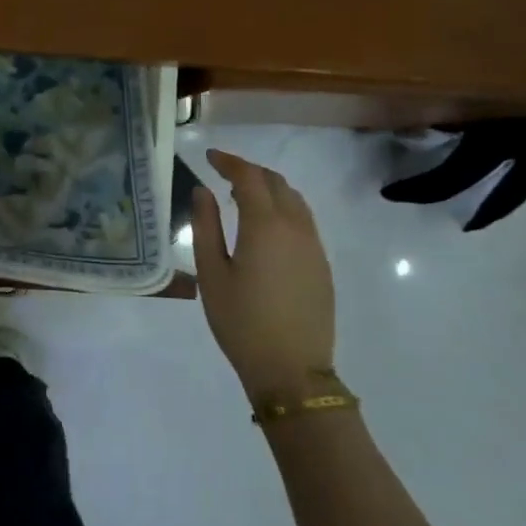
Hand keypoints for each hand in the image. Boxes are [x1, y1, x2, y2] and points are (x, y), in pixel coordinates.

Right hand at [191, 149, 335, 399]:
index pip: (249, 178)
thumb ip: (206, 227)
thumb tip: (203, 192)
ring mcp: (313, 246)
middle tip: (222, 172)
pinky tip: (265, 225)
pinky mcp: (321, 264)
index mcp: (265, 226)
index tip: (209, 156)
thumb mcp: (212, 275)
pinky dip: (282, 207)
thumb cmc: (241, 322)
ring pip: (294, 199)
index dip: (229, 162)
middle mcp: (295, 227)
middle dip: (249, 171)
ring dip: (269, 188)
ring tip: (242, 195)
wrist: (292, 369)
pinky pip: (303, 220)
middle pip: (276, 183)